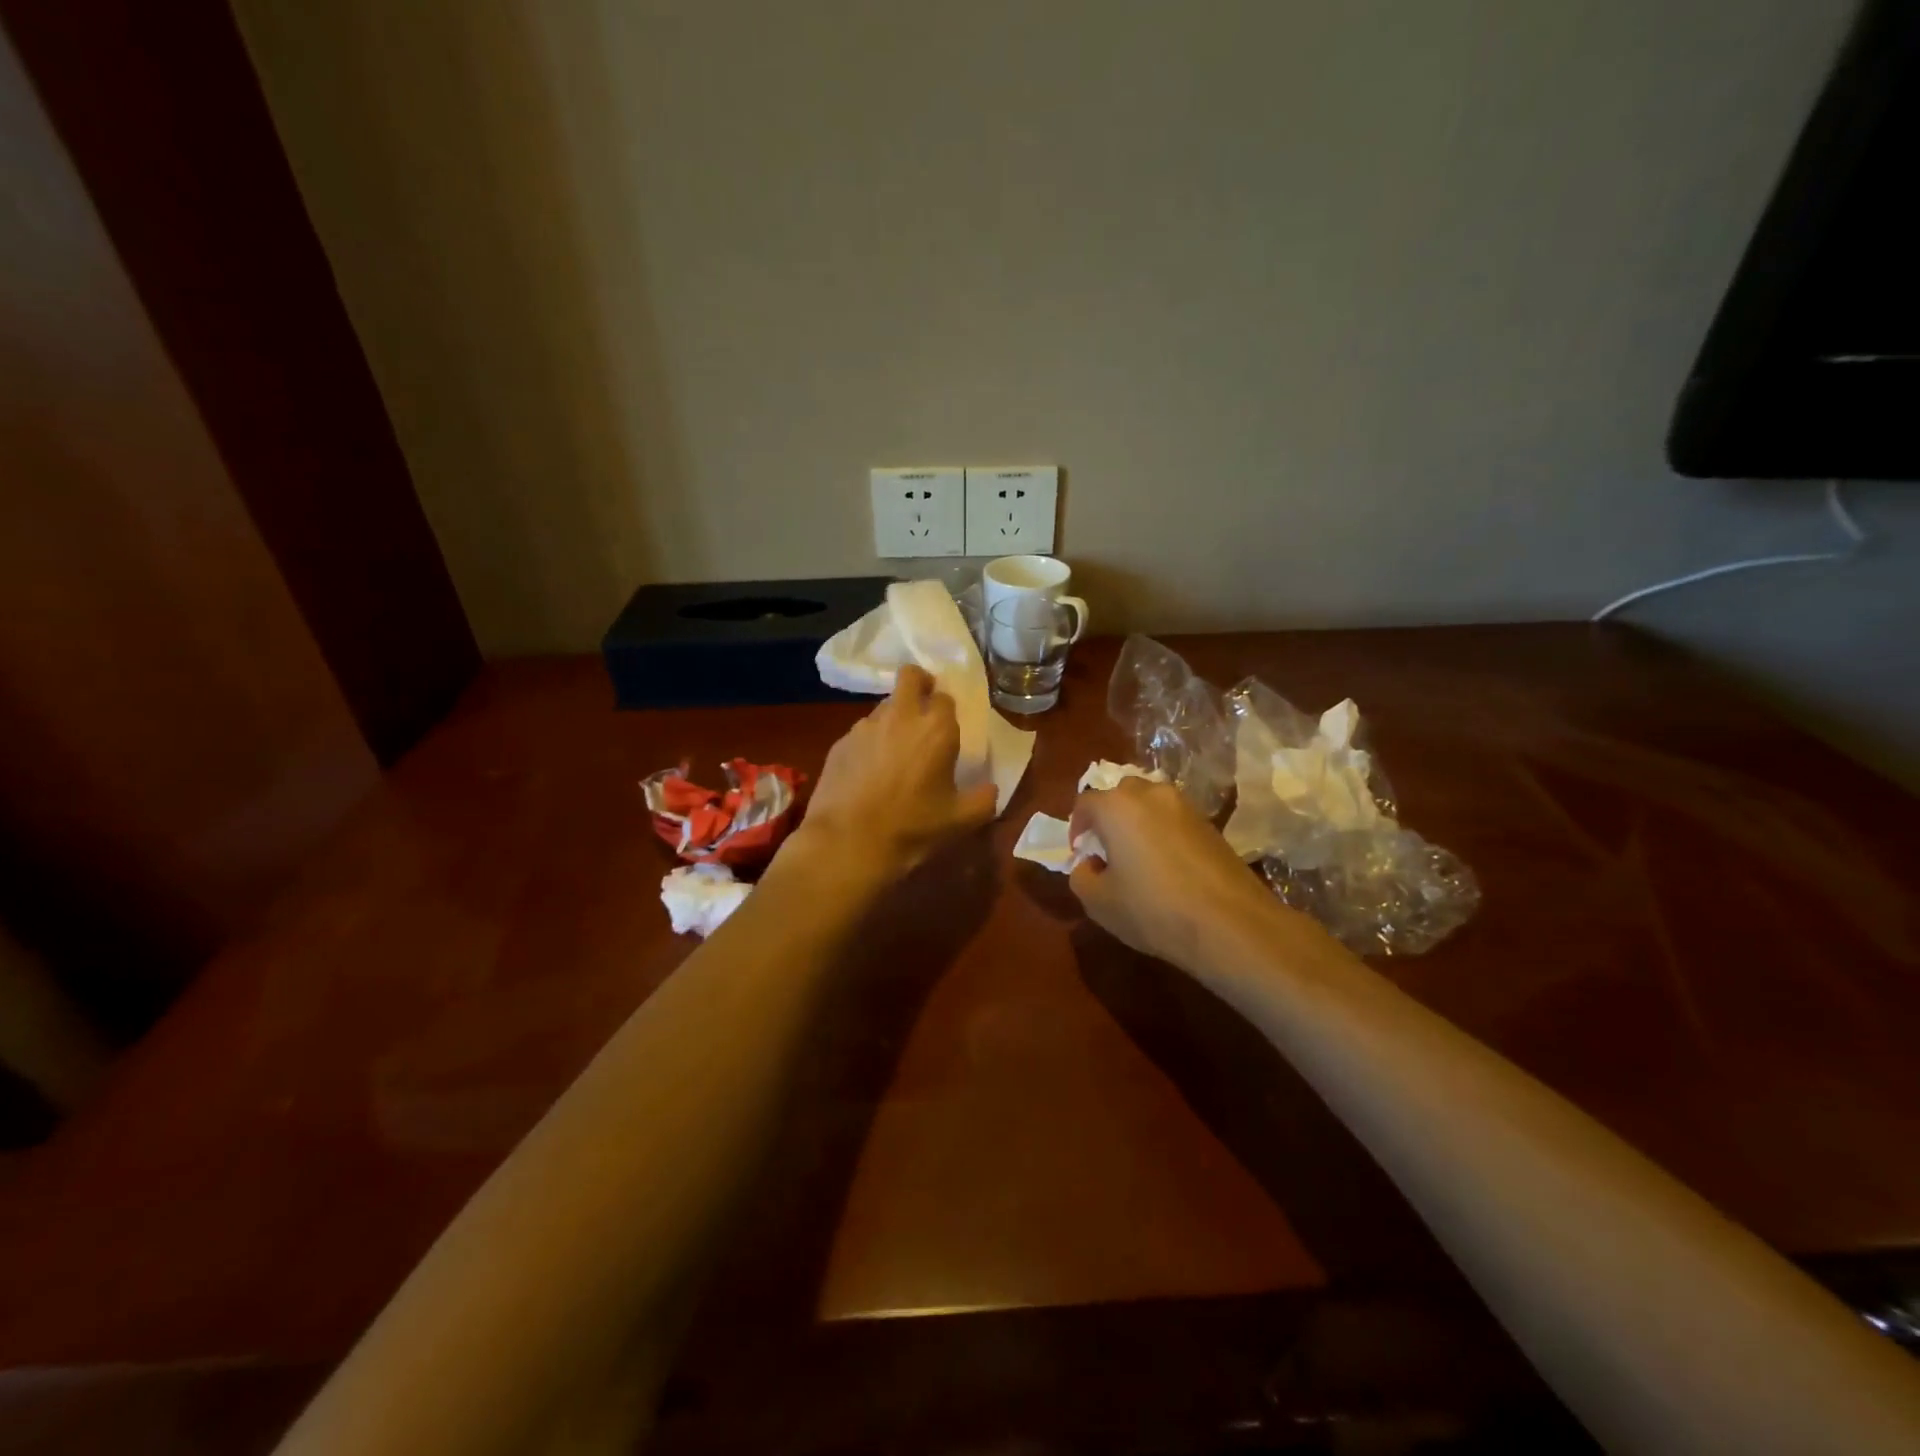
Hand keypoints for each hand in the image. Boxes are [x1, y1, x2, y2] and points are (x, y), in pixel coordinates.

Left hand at [795, 665, 998, 881]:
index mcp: (936, 729)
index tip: (948, 728)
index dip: (947, 710)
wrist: (847, 843)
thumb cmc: (911, 828)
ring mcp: (865, 726)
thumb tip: (990, 788)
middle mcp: (900, 716)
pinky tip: (869, 773)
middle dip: (919, 684)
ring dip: (894, 718)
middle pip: (910, 677)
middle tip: (924, 708)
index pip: (946, 697)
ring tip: (896, 752)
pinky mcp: (840, 742)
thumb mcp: (960, 820)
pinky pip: (862, 732)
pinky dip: (870, 743)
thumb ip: (984, 799)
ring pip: (884, 706)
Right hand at [1069, 777, 1280, 969]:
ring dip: (1138, 823)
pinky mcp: (1211, 824)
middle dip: (1108, 818)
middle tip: (1107, 851)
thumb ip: (1081, 876)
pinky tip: (1168, 867)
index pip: (1085, 804)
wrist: (1231, 924)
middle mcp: (1150, 794)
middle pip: (1120, 795)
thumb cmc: (1152, 909)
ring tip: (1139, 859)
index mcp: (1116, 806)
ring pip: (1150, 804)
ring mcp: (1185, 806)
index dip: (1076, 828)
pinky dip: (1164, 834)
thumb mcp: (1098, 902)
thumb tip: (1091, 863)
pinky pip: (1174, 820)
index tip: (1080, 854)